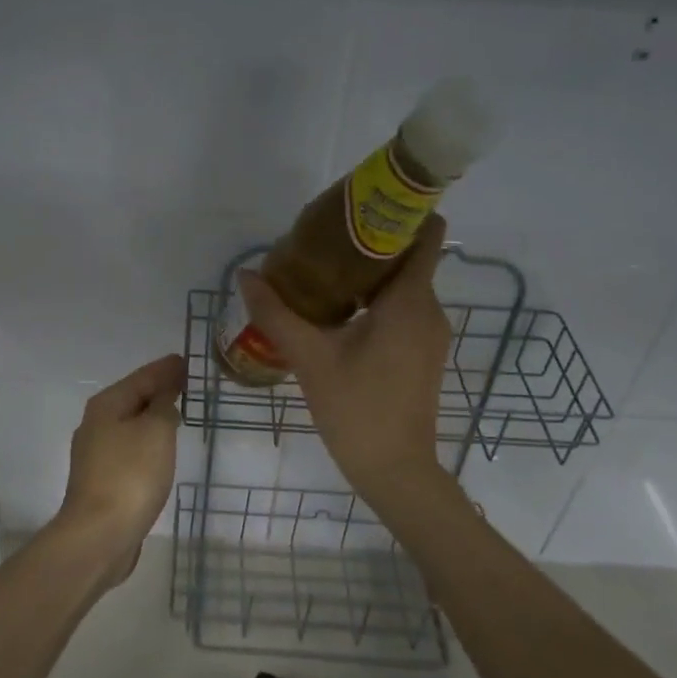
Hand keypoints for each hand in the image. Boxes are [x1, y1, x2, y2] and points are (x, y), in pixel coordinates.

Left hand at [48, 353, 185, 586]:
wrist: (99, 535)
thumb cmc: (131, 475)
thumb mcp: (156, 431)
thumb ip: (164, 406)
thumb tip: (164, 395)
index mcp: (107, 405)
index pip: (142, 377)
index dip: (165, 369)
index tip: (185, 361)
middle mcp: (96, 425)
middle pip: (133, 399)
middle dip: (158, 390)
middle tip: (186, 384)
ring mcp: (96, 455)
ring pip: (131, 425)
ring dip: (153, 417)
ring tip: (177, 413)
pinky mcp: (102, 480)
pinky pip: (131, 449)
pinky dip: (147, 442)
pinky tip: (161, 449)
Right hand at [236, 216, 451, 502]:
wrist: (396, 471)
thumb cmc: (357, 410)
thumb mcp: (310, 359)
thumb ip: (277, 314)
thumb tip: (246, 276)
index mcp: (410, 301)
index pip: (424, 234)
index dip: (399, 212)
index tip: (360, 206)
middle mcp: (429, 310)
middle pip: (408, 257)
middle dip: (370, 242)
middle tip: (321, 240)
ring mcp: (430, 334)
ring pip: (404, 285)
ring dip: (369, 273)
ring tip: (322, 271)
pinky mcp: (423, 354)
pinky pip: (402, 309)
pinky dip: (375, 300)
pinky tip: (337, 311)